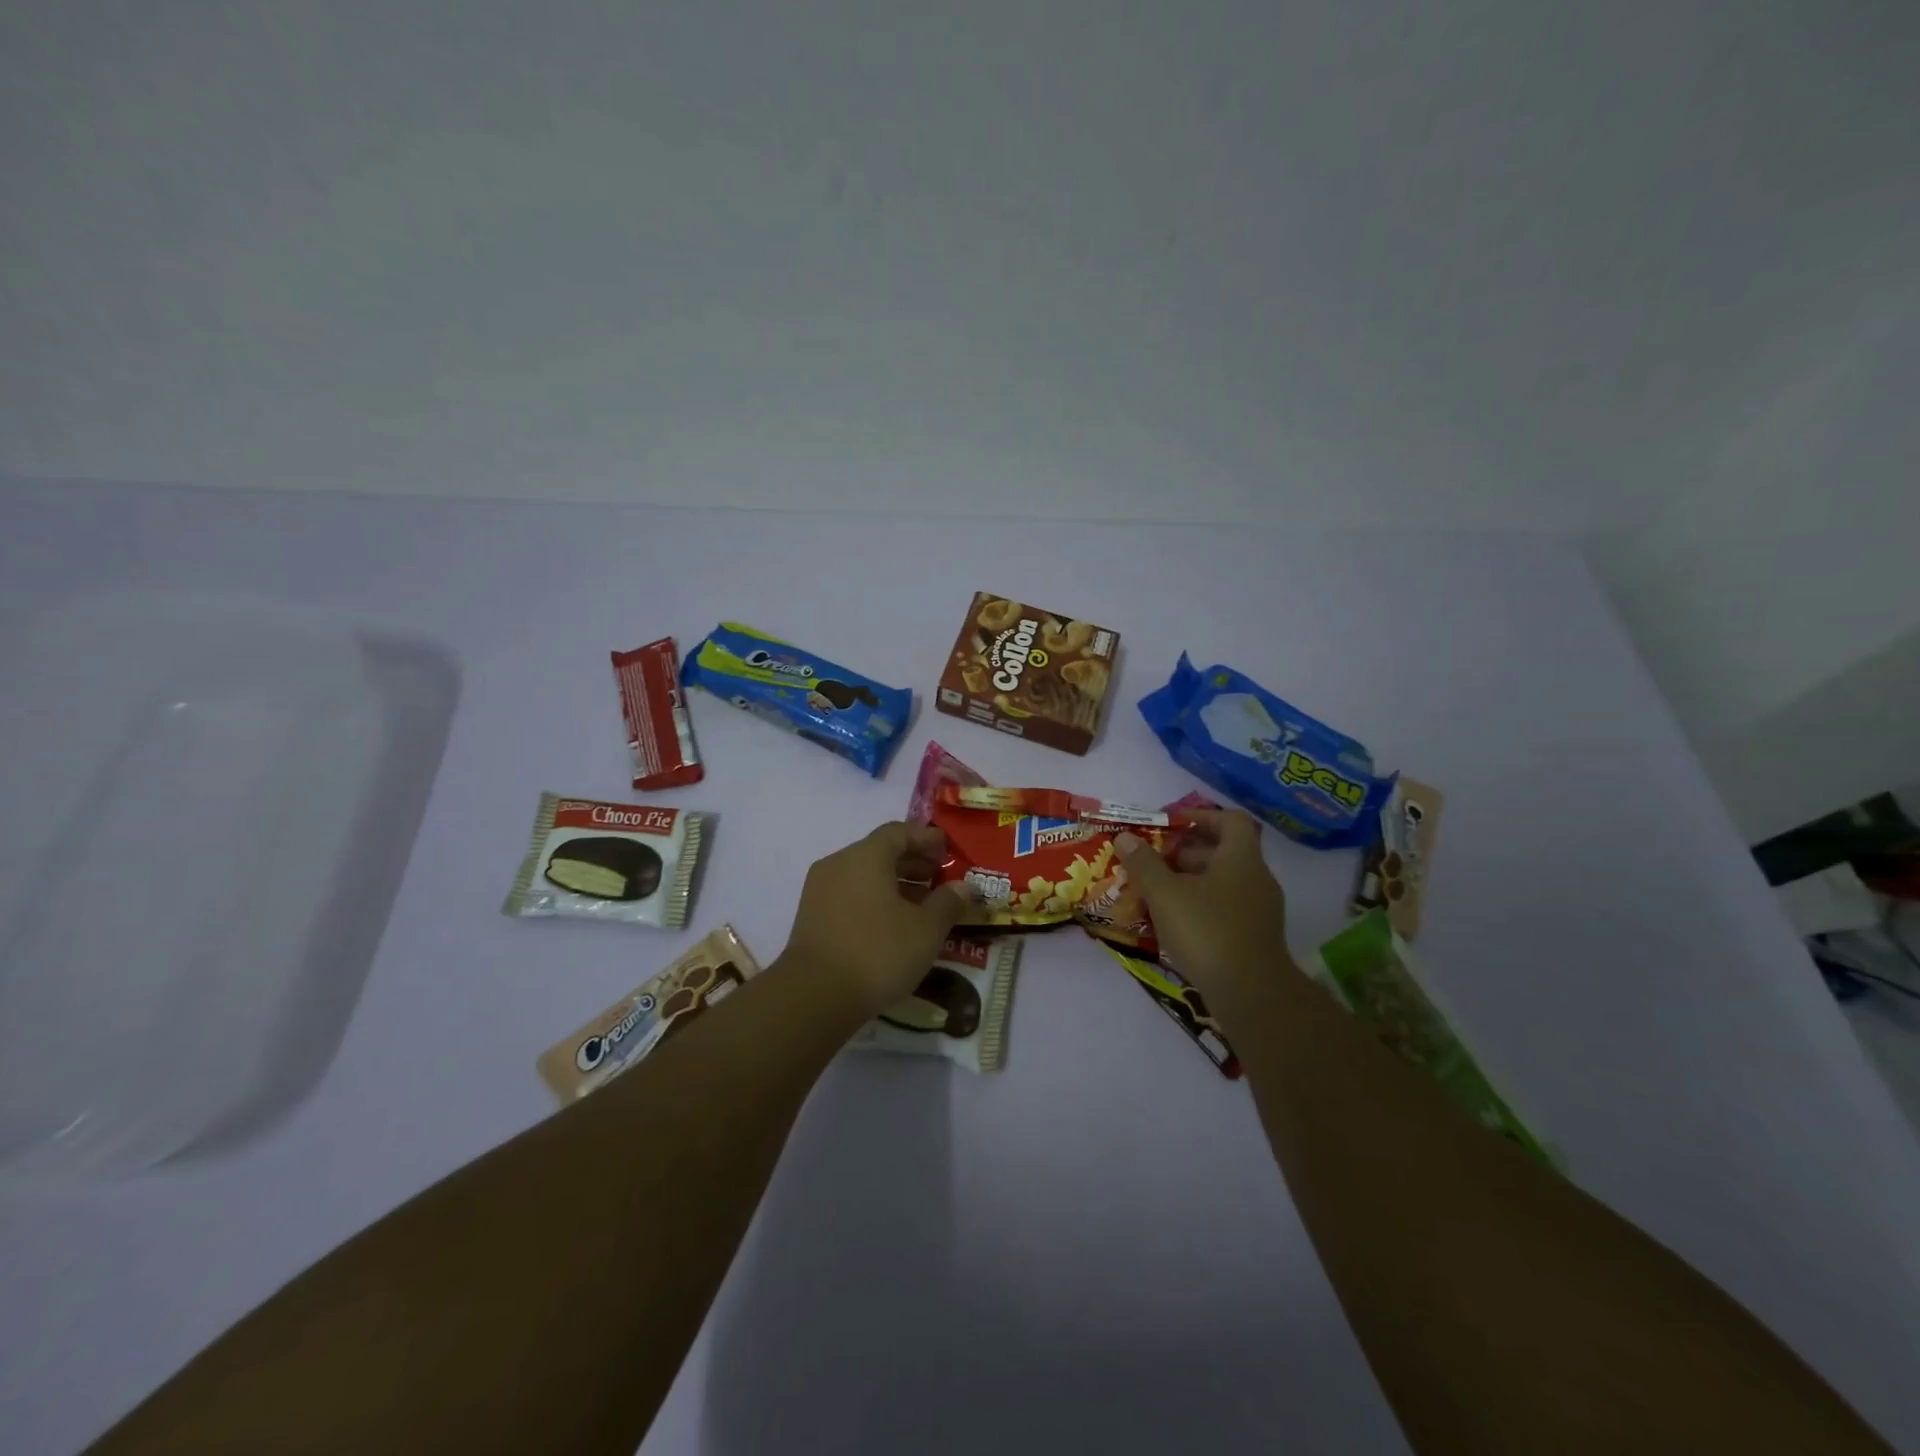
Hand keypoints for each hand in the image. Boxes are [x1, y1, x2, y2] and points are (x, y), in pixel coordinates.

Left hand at [781, 821, 975, 1017]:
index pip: (899, 832)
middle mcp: (839, 864)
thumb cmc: (877, 952)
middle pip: (880, 852)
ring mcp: (820, 890)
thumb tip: (962, 887)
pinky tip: (892, 924)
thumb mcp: (926, 930)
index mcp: (866, 856)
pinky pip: (850, 895)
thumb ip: (947, 903)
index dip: (926, 838)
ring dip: (894, 884)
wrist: (814, 996)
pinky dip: (874, 900)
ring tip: (921, 905)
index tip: (947, 848)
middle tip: (939, 877)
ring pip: (863, 875)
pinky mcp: (812, 917)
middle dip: (912, 862)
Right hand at [1115, 810, 1294, 999]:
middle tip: (1150, 861)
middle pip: (1221, 852)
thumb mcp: (1165, 894)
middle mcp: (1256, 878)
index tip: (1170, 824)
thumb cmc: (1208, 931)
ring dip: (1188, 883)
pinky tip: (1172, 924)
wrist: (1252, 995)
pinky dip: (1199, 908)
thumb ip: (1143, 864)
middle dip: (1183, 854)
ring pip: (1221, 883)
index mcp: (1241, 858)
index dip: (1199, 816)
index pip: (1228, 819)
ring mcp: (1259, 910)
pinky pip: (1225, 909)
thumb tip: (1125, 837)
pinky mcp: (1254, 937)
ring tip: (1153, 893)